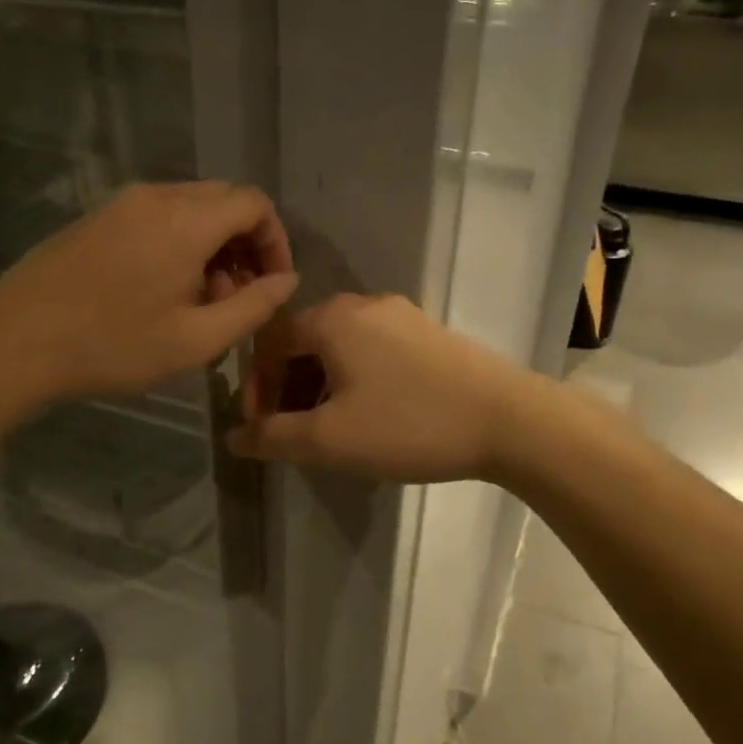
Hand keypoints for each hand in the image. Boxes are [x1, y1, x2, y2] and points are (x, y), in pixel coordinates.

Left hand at [0, 181, 296, 404]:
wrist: (16, 341)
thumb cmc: (113, 346)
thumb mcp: (196, 339)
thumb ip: (253, 307)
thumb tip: (286, 280)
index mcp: (186, 220)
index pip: (254, 203)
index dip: (276, 241)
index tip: (271, 284)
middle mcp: (156, 196)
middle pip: (223, 200)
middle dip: (244, 244)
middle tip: (237, 297)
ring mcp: (121, 203)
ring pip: (189, 208)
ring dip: (211, 245)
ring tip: (198, 300)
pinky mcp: (97, 217)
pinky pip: (156, 215)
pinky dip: (178, 242)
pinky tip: (161, 289)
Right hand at [226, 293, 531, 482]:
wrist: (509, 420)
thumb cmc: (408, 424)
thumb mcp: (330, 439)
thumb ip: (273, 437)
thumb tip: (234, 438)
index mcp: (332, 318)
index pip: (269, 343)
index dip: (256, 388)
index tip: (260, 430)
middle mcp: (363, 304)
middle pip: (304, 342)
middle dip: (287, 388)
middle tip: (290, 432)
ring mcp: (401, 315)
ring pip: (339, 348)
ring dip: (319, 386)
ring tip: (328, 429)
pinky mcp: (428, 333)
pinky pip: (371, 350)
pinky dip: (353, 379)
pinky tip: (370, 414)